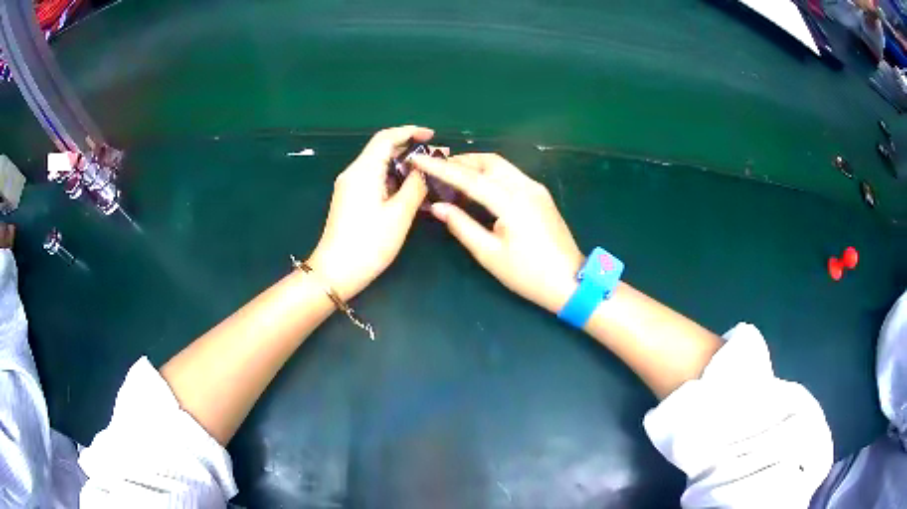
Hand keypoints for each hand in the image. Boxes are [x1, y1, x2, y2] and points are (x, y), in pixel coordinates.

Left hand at [307, 126, 432, 299]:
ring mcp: (349, 187)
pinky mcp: (349, 200)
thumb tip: (424, 169)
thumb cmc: (369, 244)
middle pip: (381, 149)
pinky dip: (392, 179)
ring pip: (378, 165)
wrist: (335, 272)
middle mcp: (353, 173)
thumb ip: (415, 187)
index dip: (410, 131)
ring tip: (427, 175)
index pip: (386, 137)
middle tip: (436, 158)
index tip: (432, 136)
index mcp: (363, 171)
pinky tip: (409, 190)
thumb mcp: (399, 215)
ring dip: (402, 165)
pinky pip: (373, 179)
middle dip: (409, 148)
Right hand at [411, 153, 583, 313]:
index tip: (418, 159)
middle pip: (488, 161)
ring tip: (452, 176)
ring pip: (501, 165)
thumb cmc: (528, 274)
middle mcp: (525, 186)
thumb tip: (437, 207)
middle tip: (435, 167)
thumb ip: (461, 226)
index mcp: (511, 201)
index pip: (469, 178)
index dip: (441, 168)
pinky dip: (490, 174)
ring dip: (475, 165)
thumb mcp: (489, 254)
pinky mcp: (540, 195)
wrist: (570, 281)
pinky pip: (511, 175)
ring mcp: (536, 188)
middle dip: (460, 160)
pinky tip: (478, 187)